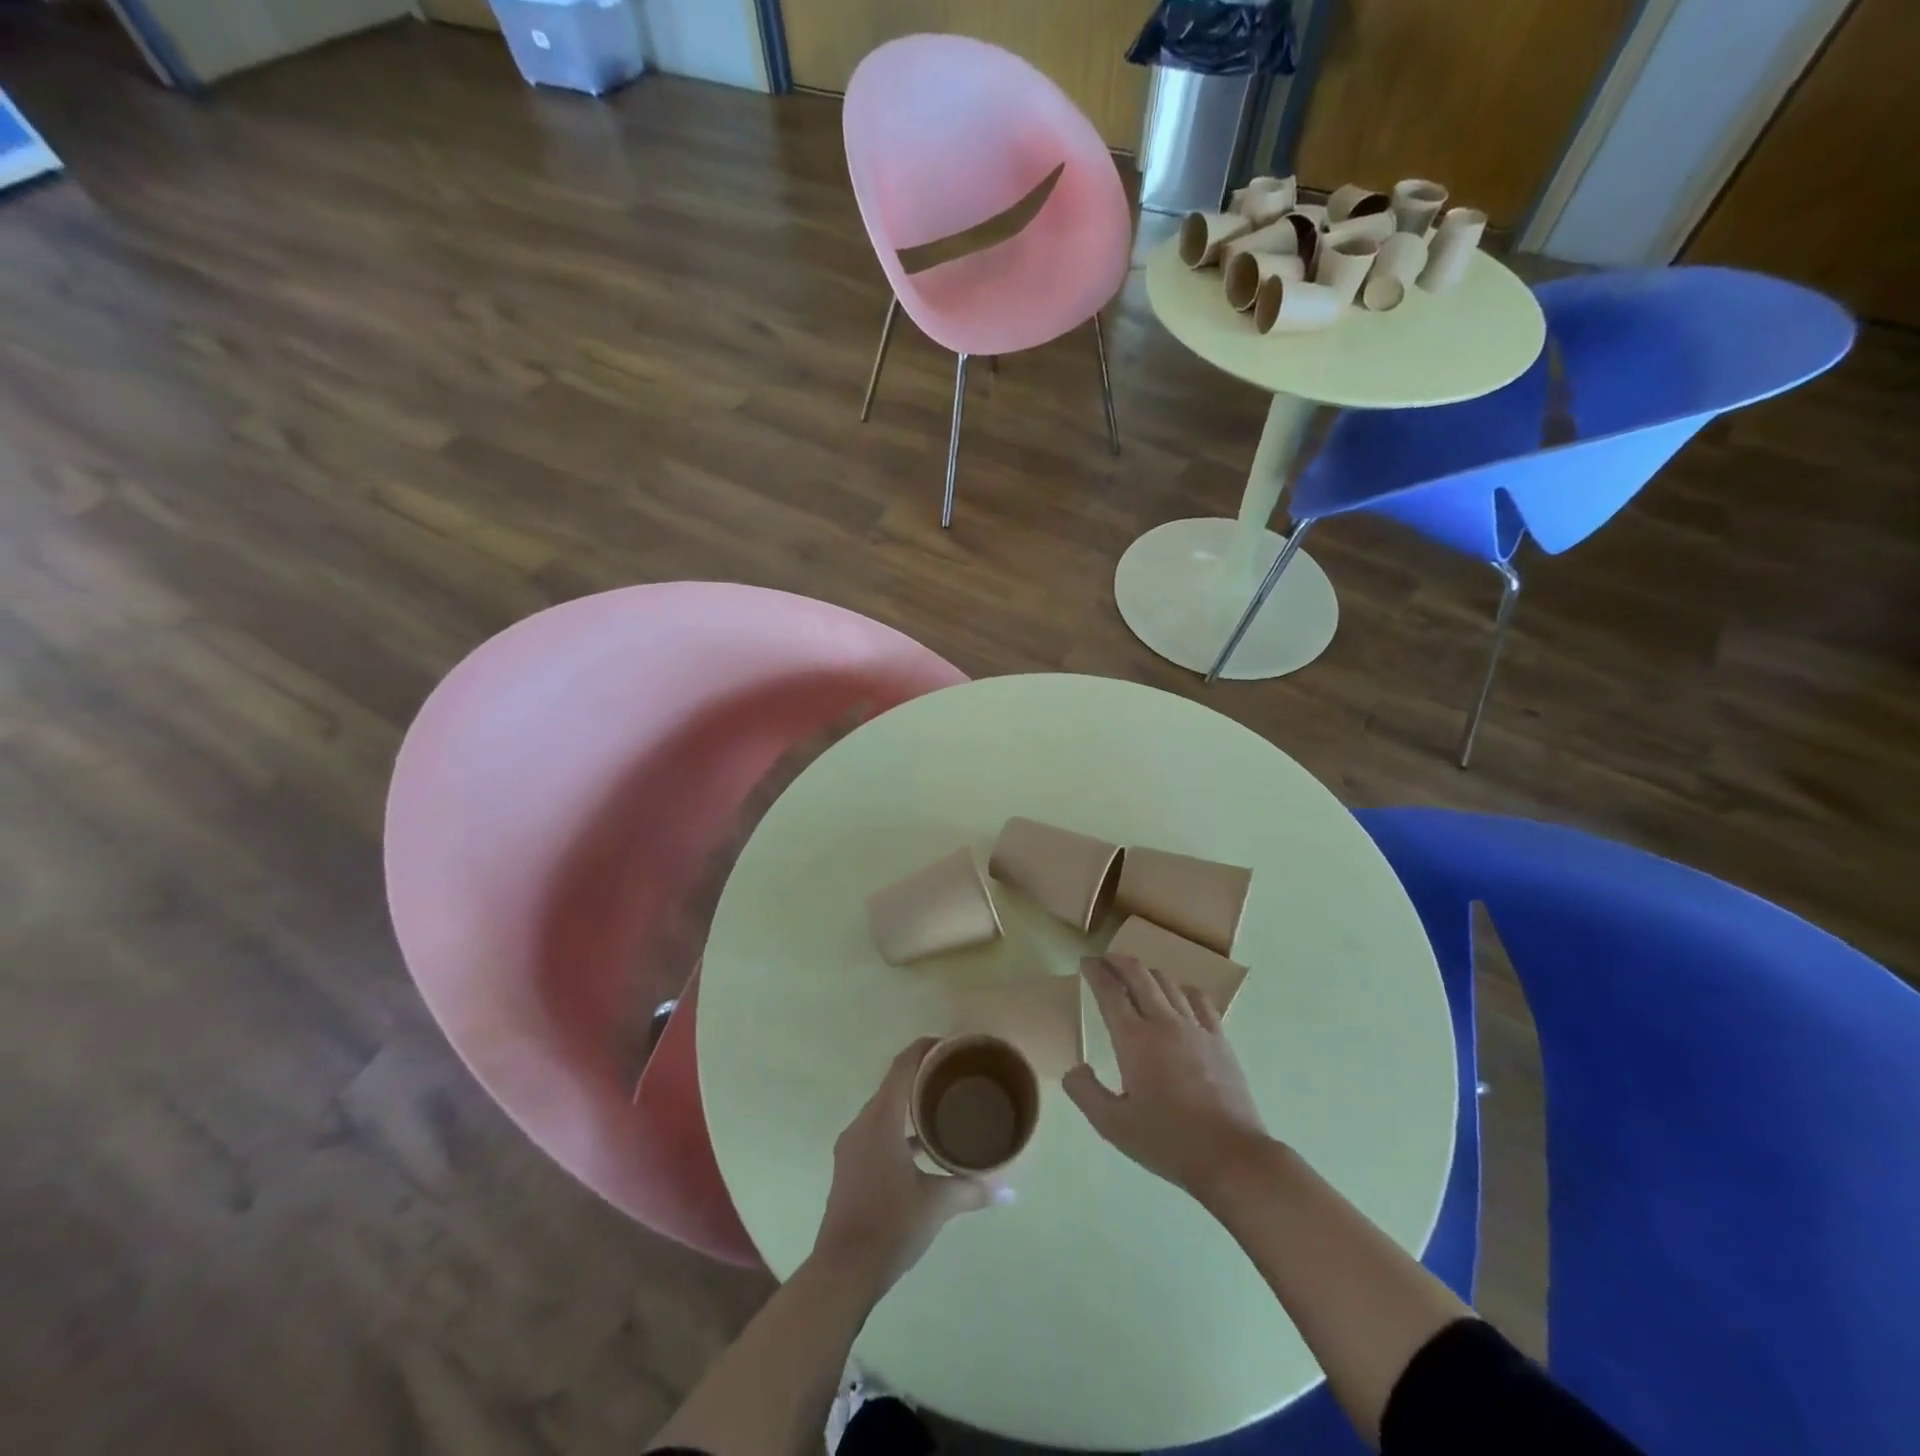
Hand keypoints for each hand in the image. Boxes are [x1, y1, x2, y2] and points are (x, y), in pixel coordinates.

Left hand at [811, 1038, 1001, 1293]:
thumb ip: (972, 1190)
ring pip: (885, 1110)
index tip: (951, 1046)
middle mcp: (863, 1124)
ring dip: (910, 1105)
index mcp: (881, 1120)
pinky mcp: (850, 1166)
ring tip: (944, 1107)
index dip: (925, 1049)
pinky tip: (923, 1148)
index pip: (902, 1066)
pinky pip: (877, 1131)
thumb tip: (1009, 1190)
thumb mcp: (937, 1205)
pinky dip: (899, 1129)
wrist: (842, 1272)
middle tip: (956, 1076)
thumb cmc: (890, 1226)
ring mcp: (852, 1146)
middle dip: (923, 1075)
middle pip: (893, 1085)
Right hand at [1064, 955, 1269, 1198]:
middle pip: (1139, 976)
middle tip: (1105, 959)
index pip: (1110, 992)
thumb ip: (1086, 1093)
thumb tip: (1074, 1069)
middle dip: (1119, 962)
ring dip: (1147, 973)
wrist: (1231, 1157)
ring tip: (1137, 976)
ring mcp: (1196, 1028)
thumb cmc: (1167, 1141)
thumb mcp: (1113, 1126)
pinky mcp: (1219, 1039)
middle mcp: (1164, 1023)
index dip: (1095, 972)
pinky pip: (1199, 1000)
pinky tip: (1179, 995)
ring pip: (1168, 983)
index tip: (1086, 962)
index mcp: (1134, 1040)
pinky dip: (1182, 989)